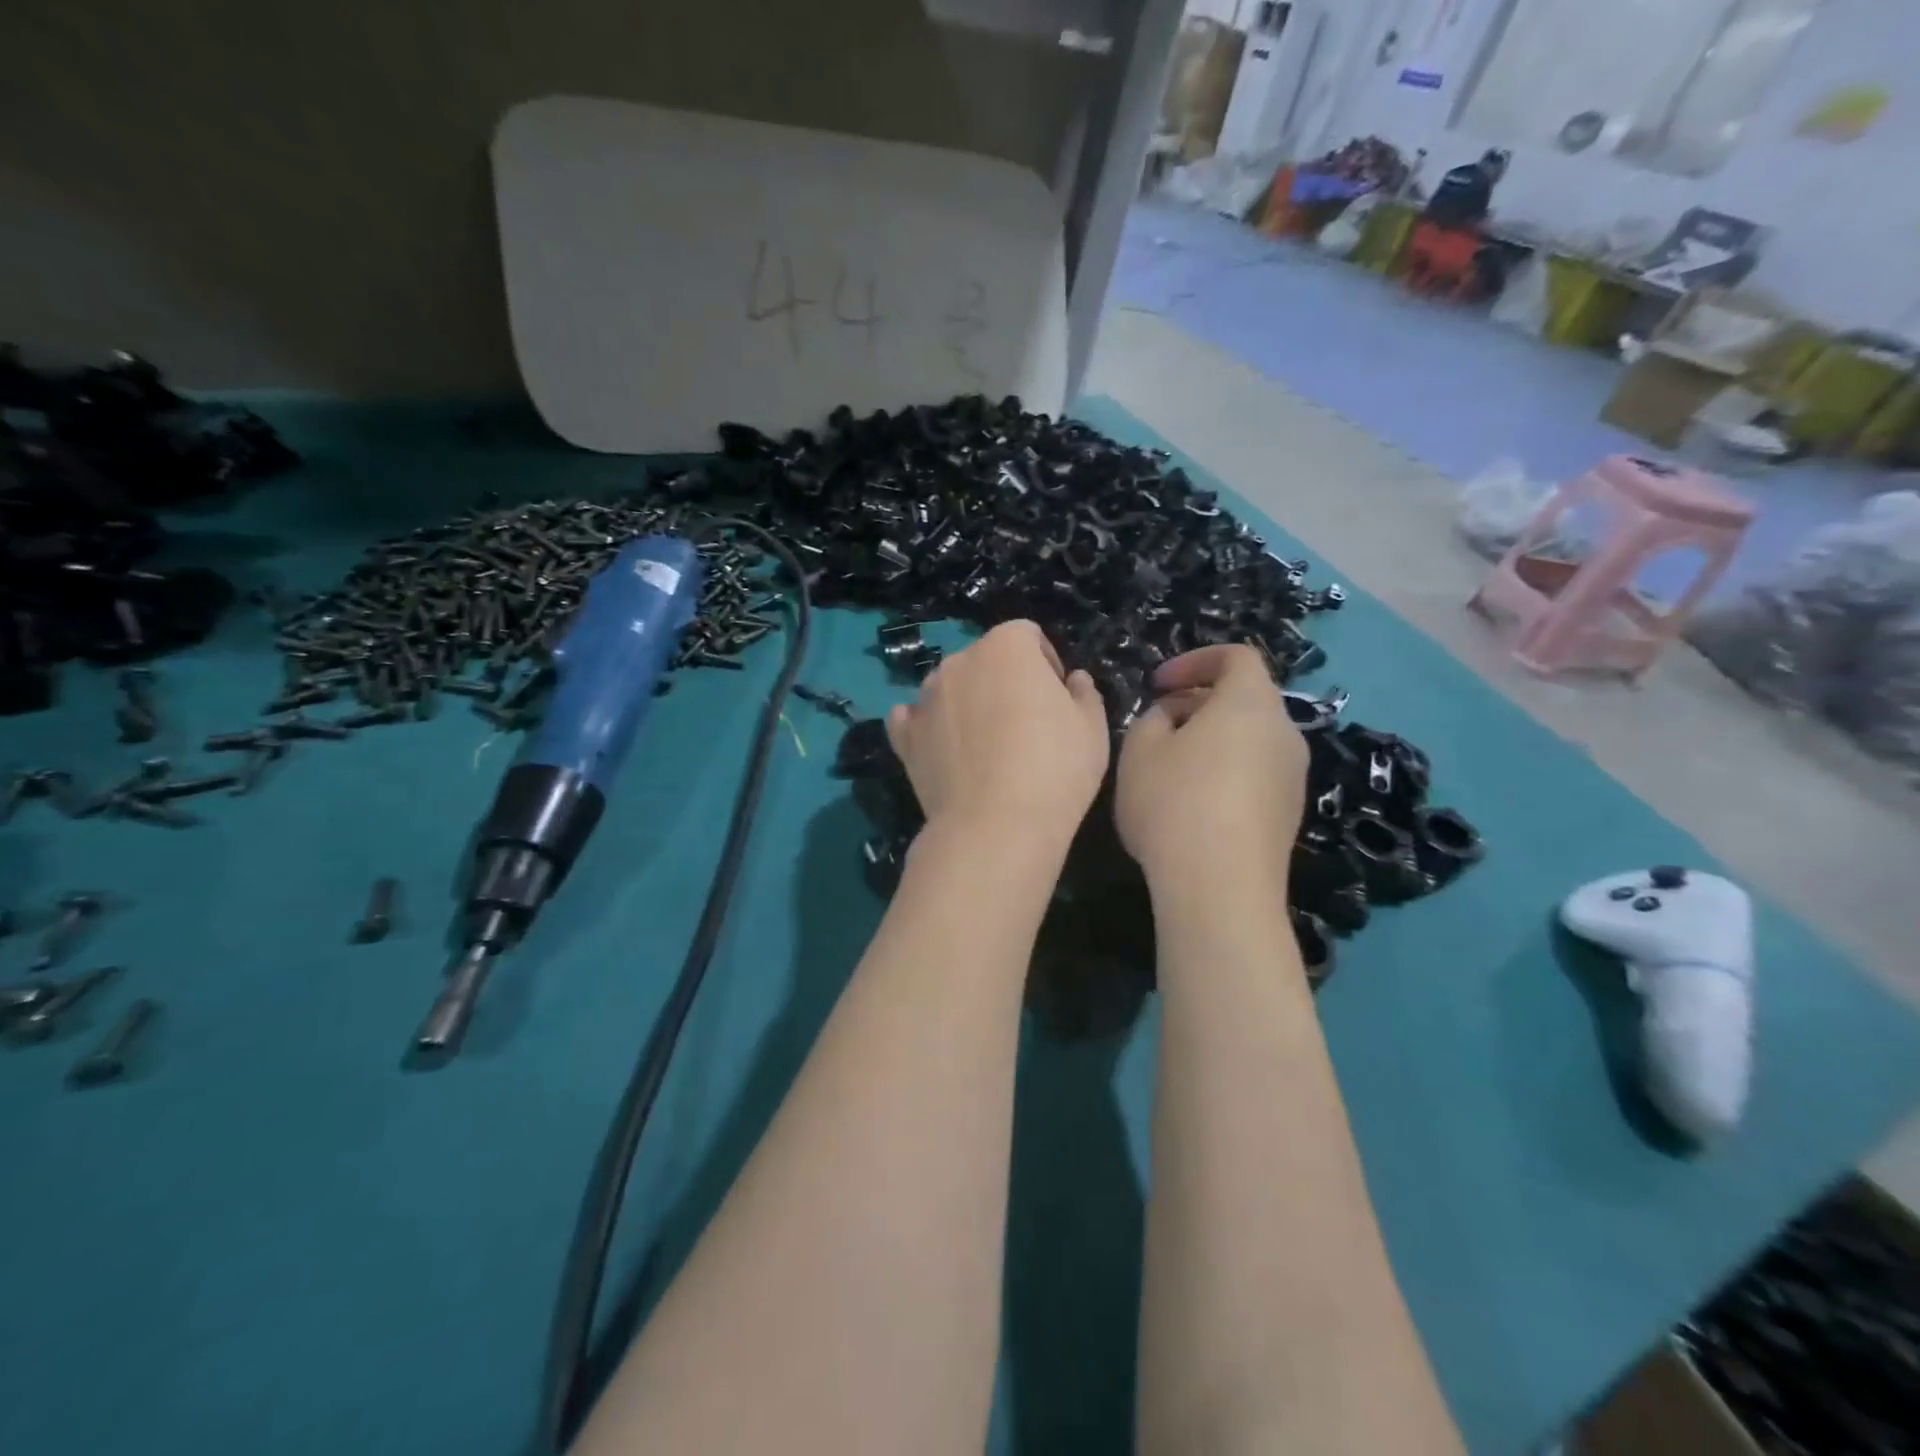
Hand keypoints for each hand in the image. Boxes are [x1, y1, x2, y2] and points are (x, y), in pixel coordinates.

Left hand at [886, 620, 1109, 849]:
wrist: (996, 827)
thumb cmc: (1055, 769)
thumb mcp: (1092, 729)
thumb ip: (1084, 694)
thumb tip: (1073, 680)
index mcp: (1006, 647)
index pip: (1027, 635)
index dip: (1045, 662)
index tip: (1056, 697)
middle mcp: (959, 662)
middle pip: (985, 659)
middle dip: (1004, 681)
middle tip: (1024, 724)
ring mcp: (925, 698)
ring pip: (950, 687)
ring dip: (967, 702)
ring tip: (985, 745)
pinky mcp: (905, 737)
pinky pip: (914, 719)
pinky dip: (928, 727)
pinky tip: (943, 749)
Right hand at [1116, 644, 1307, 895]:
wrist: (1221, 888)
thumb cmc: (1174, 803)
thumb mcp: (1139, 750)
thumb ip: (1151, 719)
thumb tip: (1171, 718)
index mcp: (1250, 704)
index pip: (1237, 657)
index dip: (1194, 661)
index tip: (1157, 684)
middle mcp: (1284, 732)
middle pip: (1244, 699)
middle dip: (1197, 703)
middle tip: (1155, 726)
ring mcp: (1293, 776)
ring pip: (1250, 738)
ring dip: (1211, 739)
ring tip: (1169, 767)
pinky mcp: (1290, 814)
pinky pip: (1256, 773)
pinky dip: (1226, 771)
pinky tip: (1193, 805)